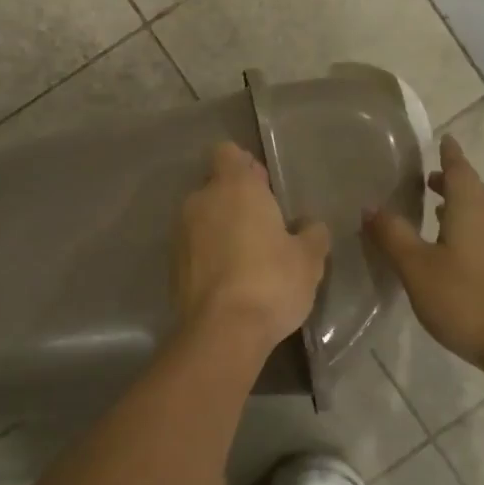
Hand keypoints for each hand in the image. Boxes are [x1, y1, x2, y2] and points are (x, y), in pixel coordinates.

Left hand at [174, 143, 330, 349]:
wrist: (222, 331)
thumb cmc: (272, 281)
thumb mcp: (308, 259)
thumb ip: (311, 234)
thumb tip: (310, 226)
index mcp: (234, 187)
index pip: (228, 153)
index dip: (245, 166)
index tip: (265, 187)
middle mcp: (201, 201)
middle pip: (215, 185)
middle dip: (235, 199)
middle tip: (264, 225)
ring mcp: (181, 233)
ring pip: (202, 217)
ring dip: (220, 227)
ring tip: (247, 255)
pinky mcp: (172, 264)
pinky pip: (193, 246)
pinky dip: (208, 254)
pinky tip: (229, 279)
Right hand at [367, 134, 483, 374]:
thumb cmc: (467, 300)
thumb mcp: (417, 268)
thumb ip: (393, 235)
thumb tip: (370, 206)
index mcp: (471, 209)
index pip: (460, 169)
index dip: (450, 154)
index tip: (444, 139)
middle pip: (474, 190)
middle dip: (453, 180)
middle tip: (429, 178)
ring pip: (483, 213)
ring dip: (461, 206)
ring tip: (437, 211)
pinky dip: (470, 229)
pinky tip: (457, 250)